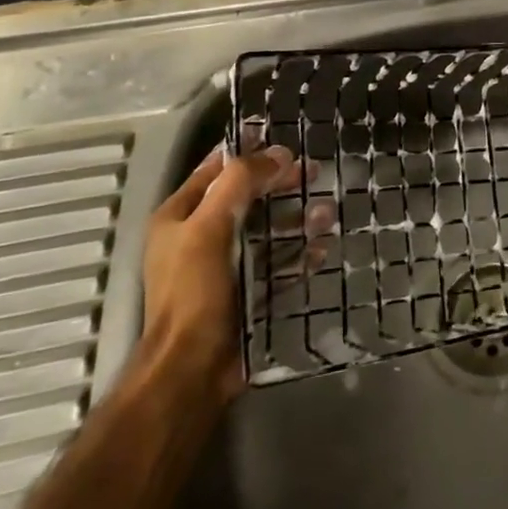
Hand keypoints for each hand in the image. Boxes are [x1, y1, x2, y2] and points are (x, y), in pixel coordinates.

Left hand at [138, 144, 327, 408]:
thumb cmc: (195, 291)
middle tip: (315, 171)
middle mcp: (201, 237)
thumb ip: (240, 184)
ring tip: (326, 212)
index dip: (247, 151)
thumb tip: (277, 153)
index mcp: (180, 217)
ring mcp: (226, 266)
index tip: (283, 138)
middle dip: (280, 183)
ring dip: (296, 218)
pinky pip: (279, 263)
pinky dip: (299, 253)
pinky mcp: (248, 292)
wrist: (193, 369)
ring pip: (267, 229)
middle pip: (247, 197)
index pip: (215, 169)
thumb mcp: (210, 228)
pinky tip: (321, 248)